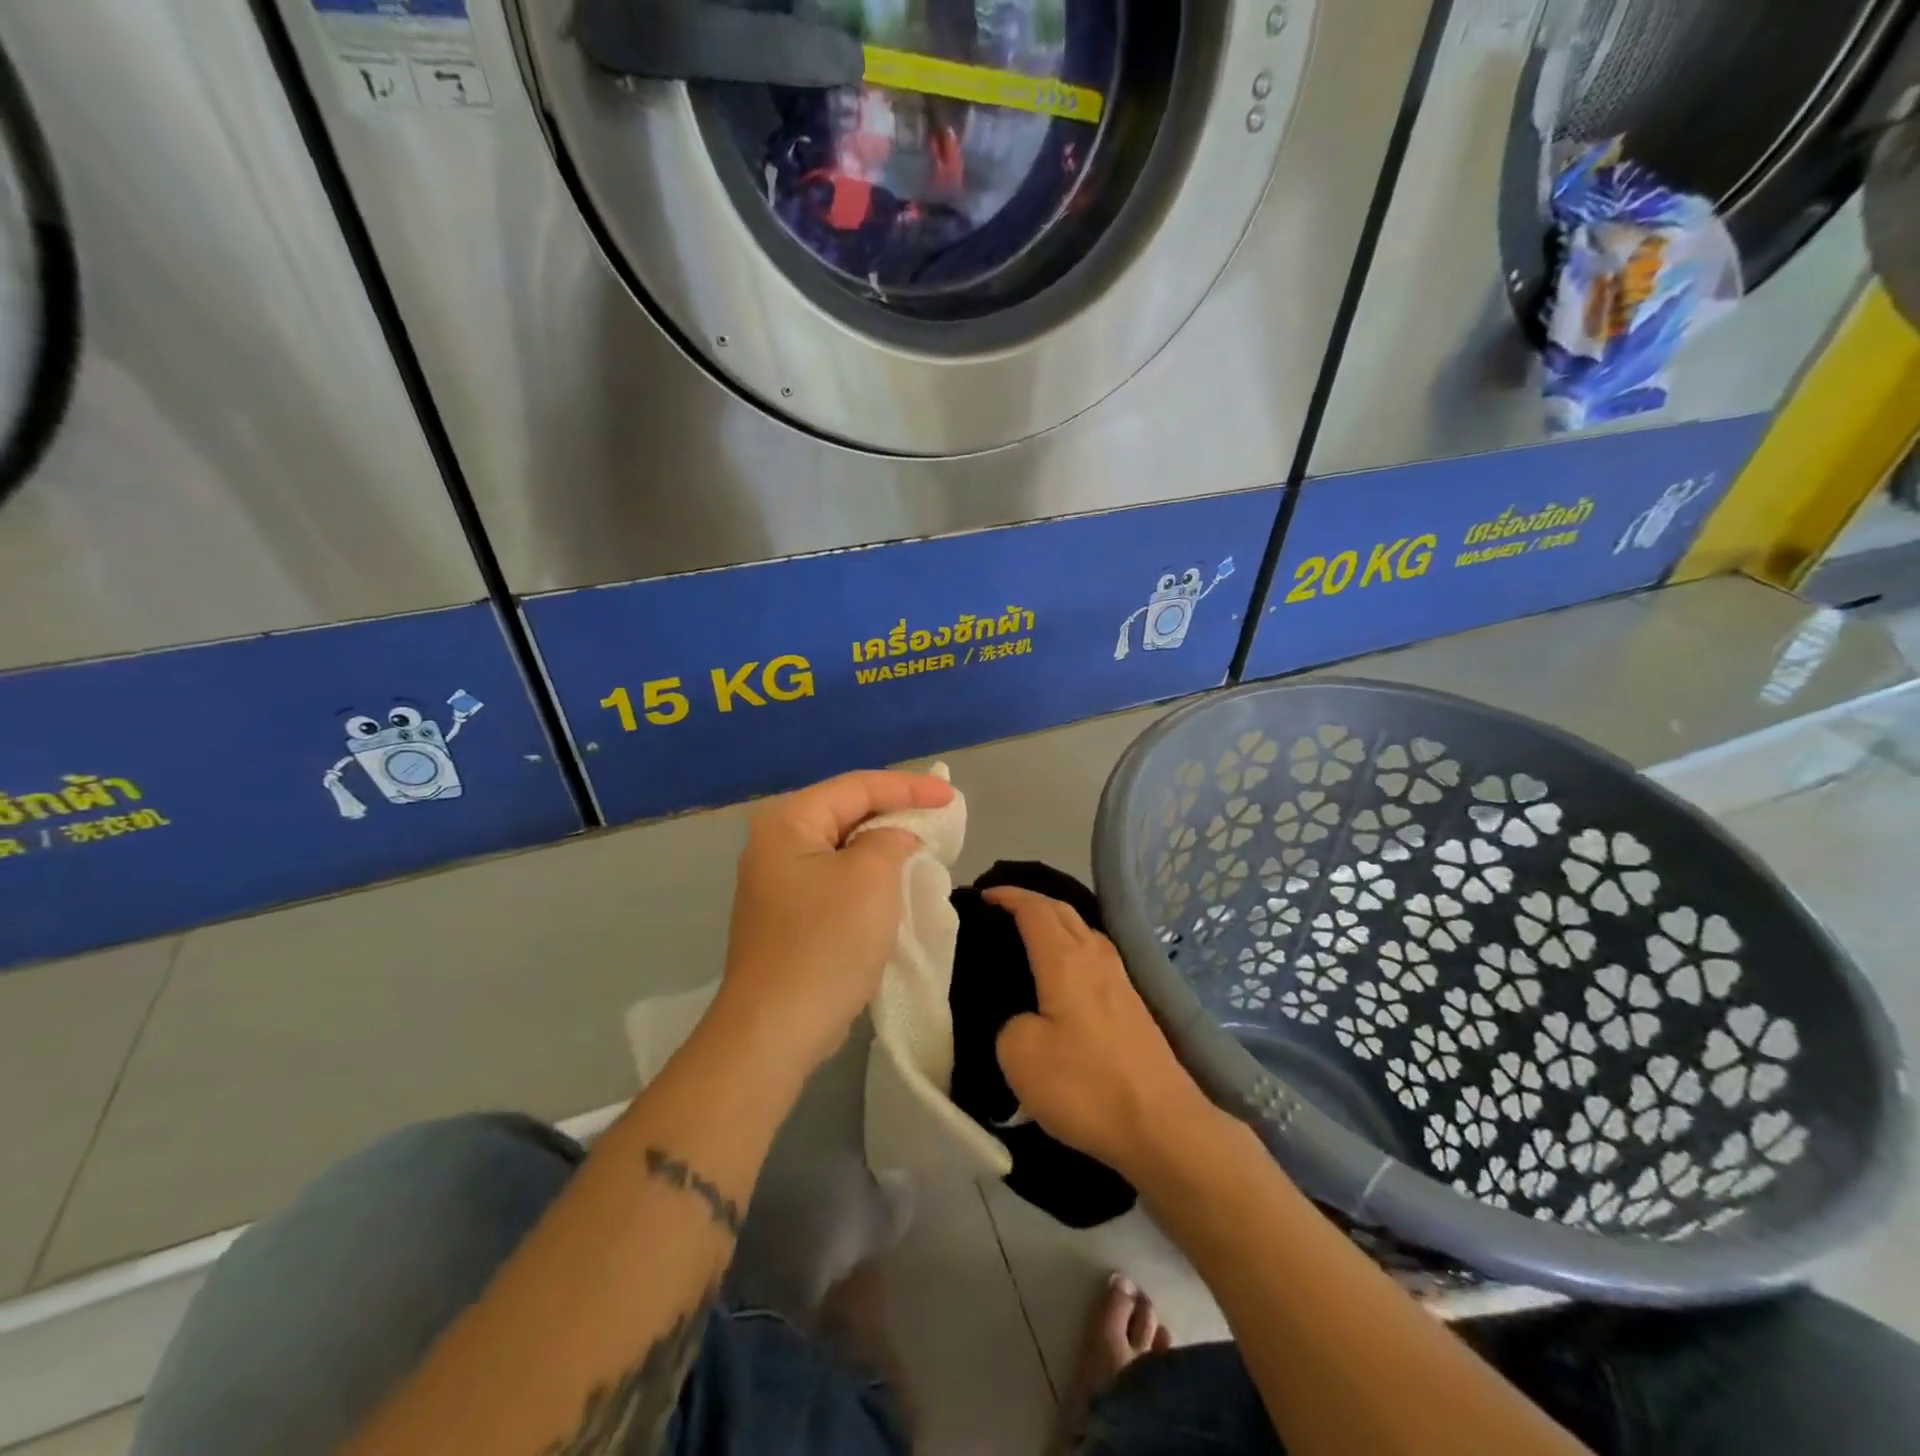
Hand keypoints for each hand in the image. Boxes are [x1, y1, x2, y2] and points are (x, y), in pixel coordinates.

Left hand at [715, 769, 954, 1079]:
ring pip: (844, 846)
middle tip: (941, 814)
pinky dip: (869, 874)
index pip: (857, 786)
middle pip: (847, 811)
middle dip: (896, 811)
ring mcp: (778, 881)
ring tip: (926, 842)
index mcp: (788, 822)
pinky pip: (837, 877)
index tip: (951, 796)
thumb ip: (890, 840)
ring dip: (884, 844)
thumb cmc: (826, 943)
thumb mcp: (871, 878)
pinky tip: (895, 880)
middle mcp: (776, 843)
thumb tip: (895, 839)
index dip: (908, 786)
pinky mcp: (789, 913)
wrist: (776, 1029)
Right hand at [988, 887, 1220, 1179]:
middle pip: (1062, 910)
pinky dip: (1071, 946)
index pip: (1033, 908)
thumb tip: (1024, 1016)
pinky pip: (1094, 954)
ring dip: (1054, 922)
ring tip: (1028, 936)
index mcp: (1065, 959)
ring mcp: (1120, 978)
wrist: (1162, 1126)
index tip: (981, 896)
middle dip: (1030, 901)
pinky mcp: (1132, 1004)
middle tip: (999, 910)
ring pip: (1083, 930)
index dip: (1007, 896)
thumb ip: (1009, 1022)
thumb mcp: (1019, 1055)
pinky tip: (1064, 971)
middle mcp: (1095, 956)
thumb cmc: (1086, 1085)